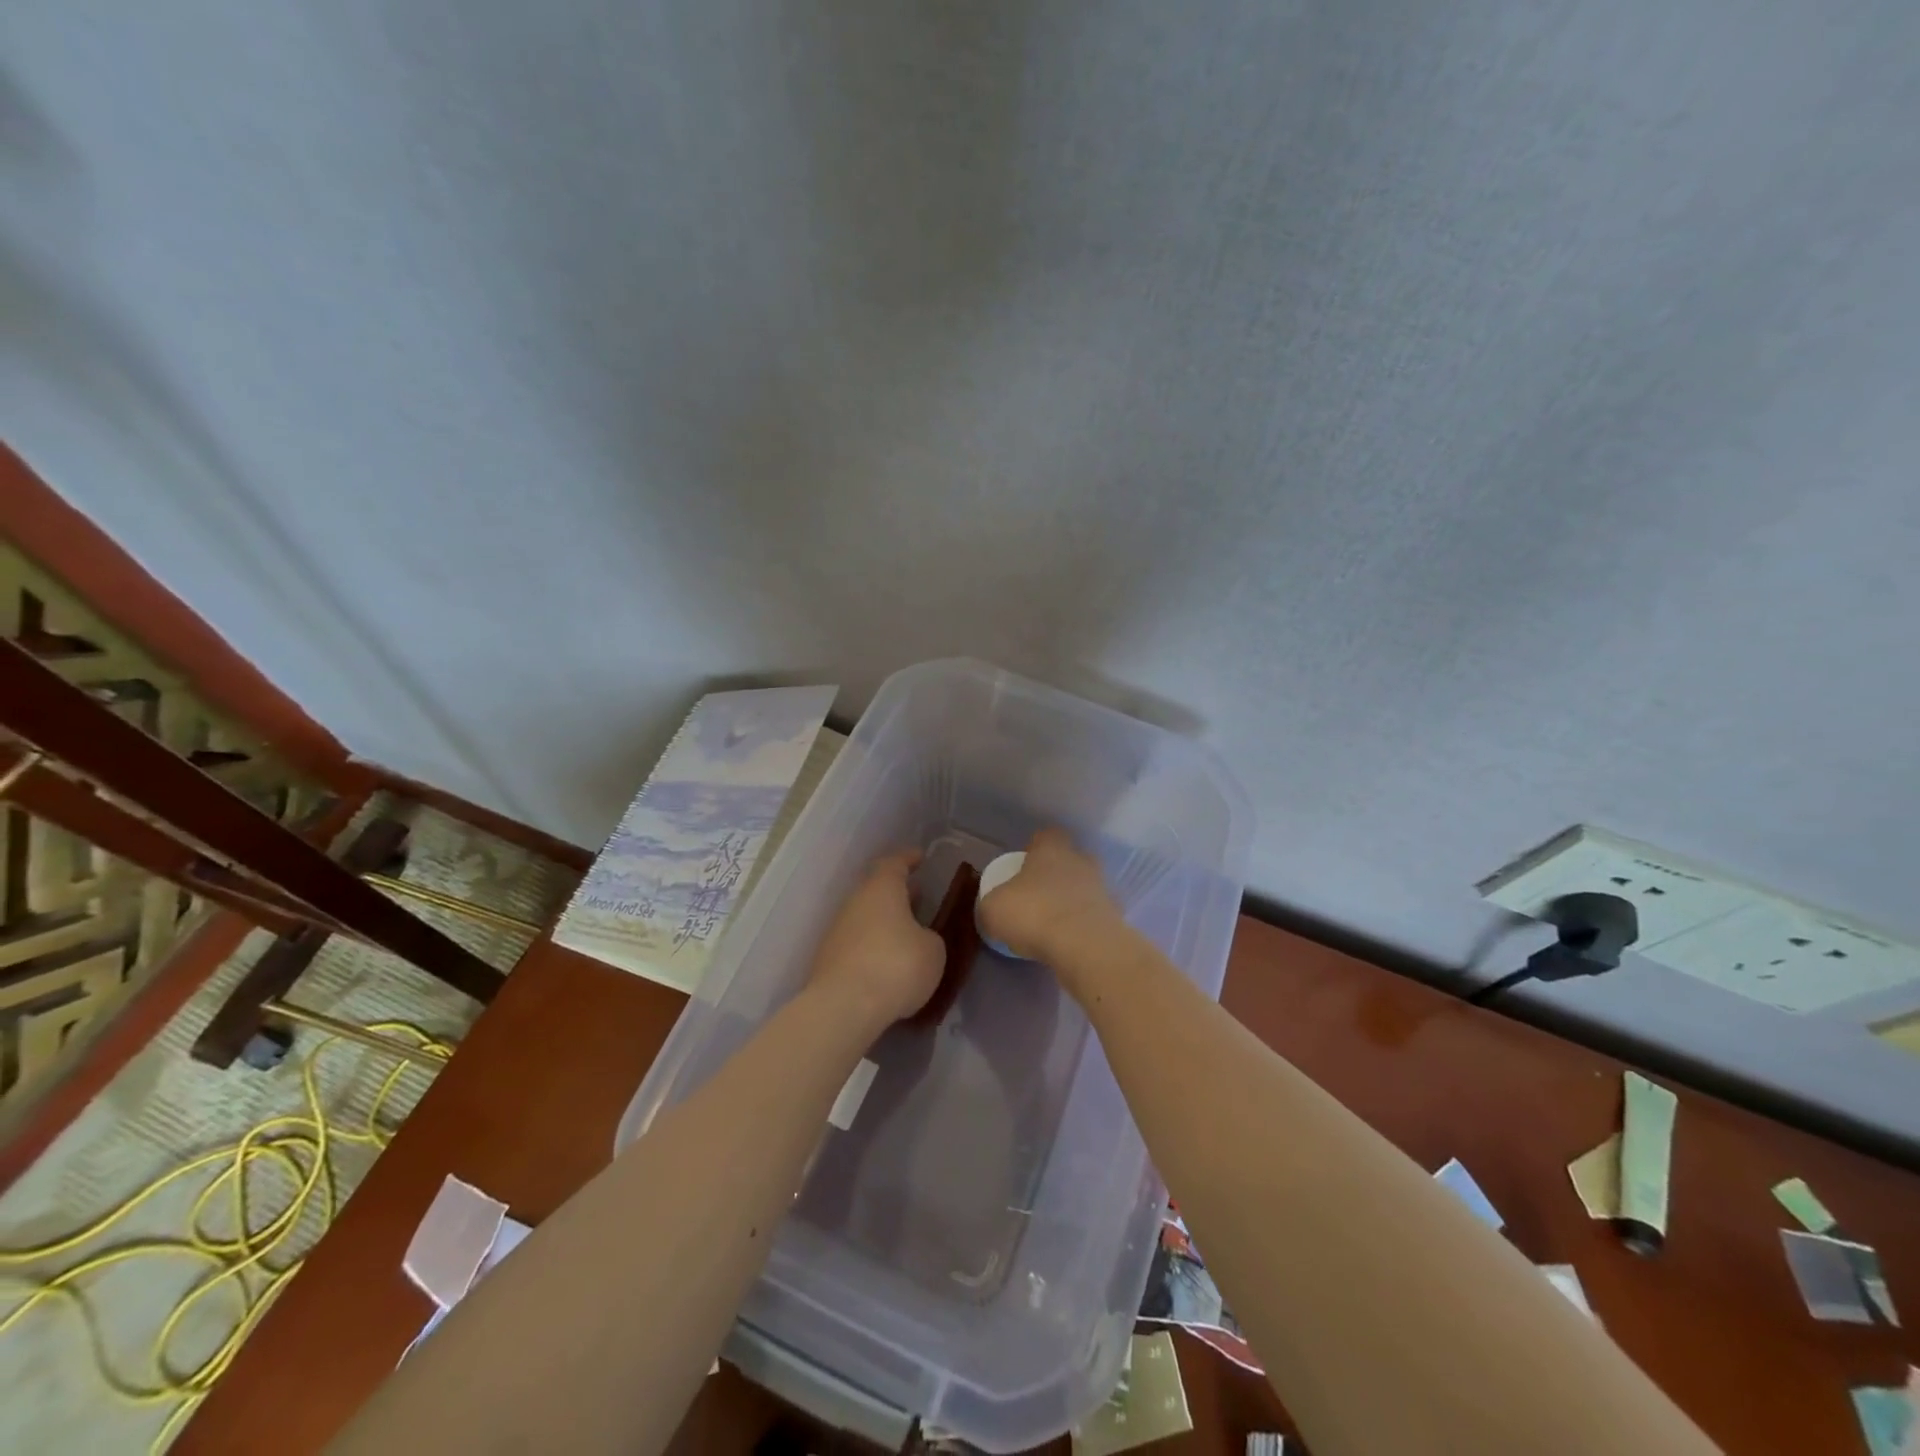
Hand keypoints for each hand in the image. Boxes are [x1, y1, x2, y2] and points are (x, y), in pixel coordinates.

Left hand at [808, 851, 945, 1028]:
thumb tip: (918, 939)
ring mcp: (837, 931)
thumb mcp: (933, 950)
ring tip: (907, 933)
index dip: (908, 859)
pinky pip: (857, 943)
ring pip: (865, 917)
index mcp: (881, 890)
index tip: (920, 857)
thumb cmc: (896, 966)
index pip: (894, 864)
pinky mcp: (828, 960)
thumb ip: (929, 937)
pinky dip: (873, 946)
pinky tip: (887, 963)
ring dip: (885, 921)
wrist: (844, 1007)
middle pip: (876, 890)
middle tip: (918, 897)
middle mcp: (855, 903)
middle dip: (897, 893)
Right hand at [977, 828, 1121, 963]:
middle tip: (1036, 897)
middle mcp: (1081, 861)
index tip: (1022, 867)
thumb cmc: (1034, 913)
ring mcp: (1102, 888)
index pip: (1046, 836)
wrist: (1086, 946)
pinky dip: (1082, 926)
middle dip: (1055, 875)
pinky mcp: (1116, 917)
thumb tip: (995, 908)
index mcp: (1052, 849)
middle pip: (1068, 860)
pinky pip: (1093, 916)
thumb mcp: (993, 909)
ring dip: (1070, 902)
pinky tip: (1068, 944)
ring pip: (1084, 888)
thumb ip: (993, 903)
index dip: (1034, 849)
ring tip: (1051, 926)